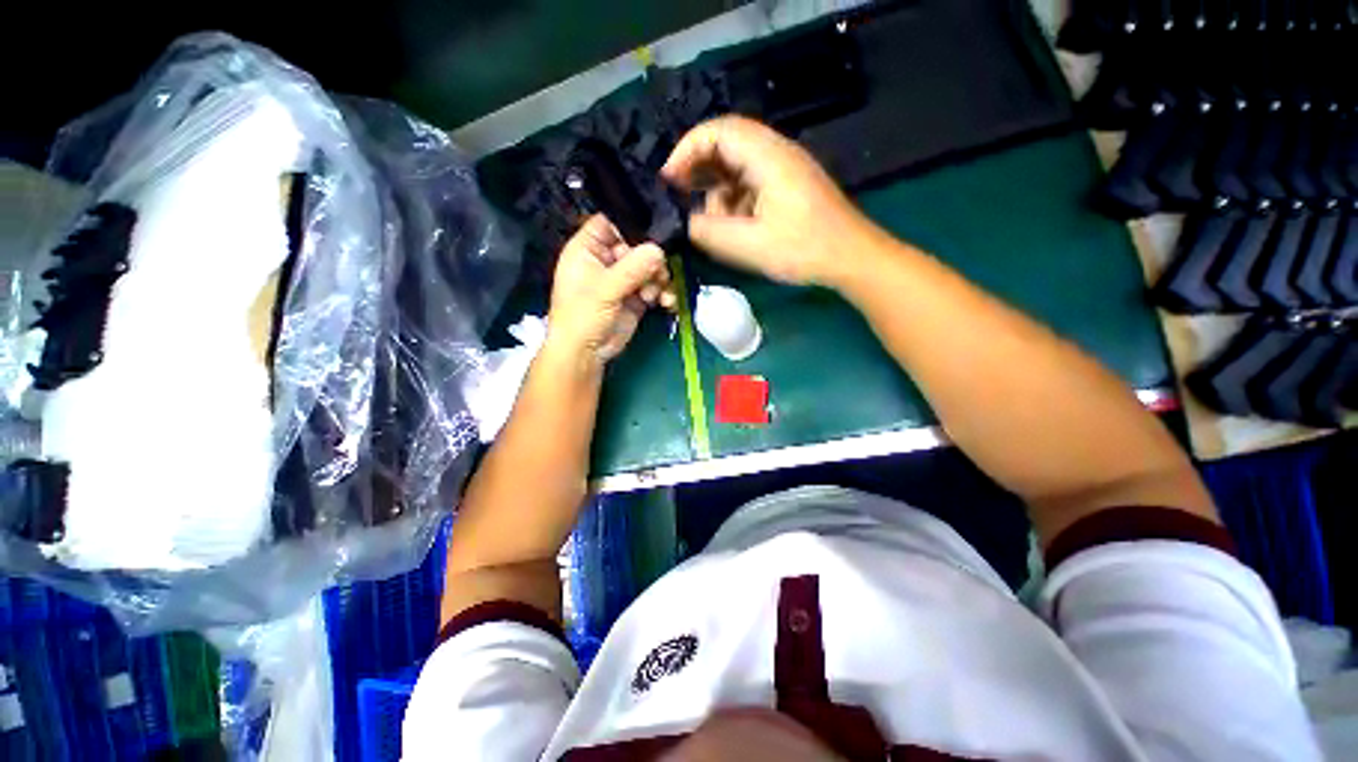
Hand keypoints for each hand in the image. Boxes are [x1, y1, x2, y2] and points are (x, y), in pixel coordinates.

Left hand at [546, 215, 674, 367]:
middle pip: (637, 246)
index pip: (610, 223)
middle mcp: (607, 261)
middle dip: (652, 259)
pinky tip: (666, 302)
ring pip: (649, 268)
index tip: (652, 233)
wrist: (586, 354)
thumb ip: (632, 268)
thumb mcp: (604, 289)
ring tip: (657, 294)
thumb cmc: (582, 316)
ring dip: (659, 279)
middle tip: (659, 273)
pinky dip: (663, 293)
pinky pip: (655, 288)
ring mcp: (623, 280)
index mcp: (588, 249)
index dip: (630, 225)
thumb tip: (659, 251)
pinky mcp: (636, 297)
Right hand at [662, 115, 882, 286]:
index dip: (686, 150)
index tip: (668, 181)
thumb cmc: (803, 250)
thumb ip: (709, 232)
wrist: (851, 258)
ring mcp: (783, 170)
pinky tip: (735, 230)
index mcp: (767, 156)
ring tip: (716, 228)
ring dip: (718, 195)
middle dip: (699, 173)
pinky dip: (734, 204)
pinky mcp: (787, 187)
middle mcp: (775, 153)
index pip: (717, 131)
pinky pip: (750, 186)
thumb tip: (687, 222)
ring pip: (736, 170)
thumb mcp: (748, 245)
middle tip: (681, 201)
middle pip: (725, 147)